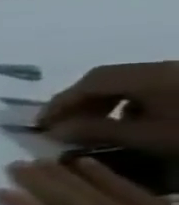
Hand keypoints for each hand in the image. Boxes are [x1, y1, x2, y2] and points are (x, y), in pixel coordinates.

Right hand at [39, 61, 178, 153]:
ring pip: (127, 82)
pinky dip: (128, 101)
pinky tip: (129, 120)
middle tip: (62, 123)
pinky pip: (148, 86)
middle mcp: (160, 68)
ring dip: (102, 101)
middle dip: (79, 101)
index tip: (41, 123)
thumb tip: (53, 131)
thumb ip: (96, 130)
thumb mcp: (144, 136)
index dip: (60, 102)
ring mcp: (176, 74)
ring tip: (93, 124)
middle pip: (106, 79)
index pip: (89, 83)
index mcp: (146, 76)